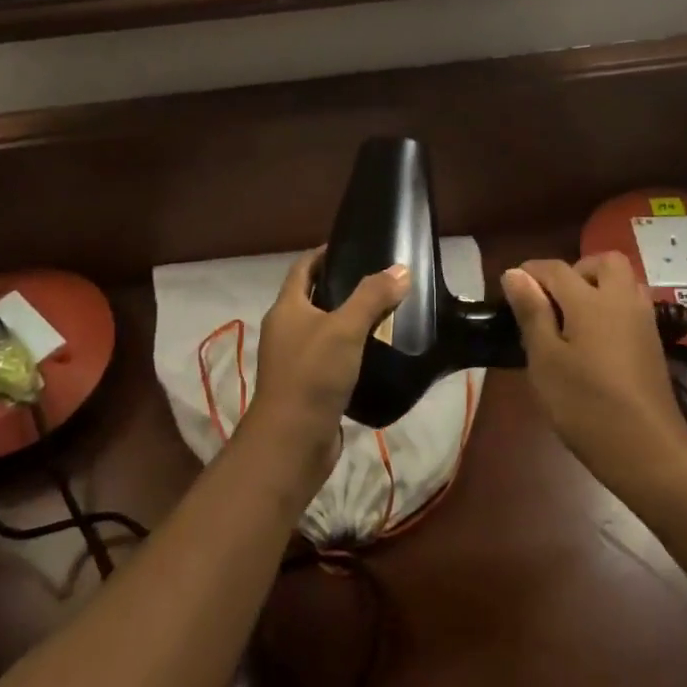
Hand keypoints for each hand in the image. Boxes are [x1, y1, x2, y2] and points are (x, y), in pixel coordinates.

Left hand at [247, 248, 409, 490]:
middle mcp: (286, 330)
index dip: (324, 253)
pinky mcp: (309, 386)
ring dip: (349, 320)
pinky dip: (352, 349)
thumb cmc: (313, 375)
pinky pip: (332, 358)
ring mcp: (295, 360)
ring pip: (325, 329)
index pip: (303, 268)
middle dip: (342, 286)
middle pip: (313, 297)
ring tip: (385, 312)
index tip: (354, 245)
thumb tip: (400, 269)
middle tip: (379, 279)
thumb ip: (372, 297)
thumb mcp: (345, 328)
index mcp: (286, 308)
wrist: (293, 441)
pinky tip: (378, 351)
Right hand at [502, 253, 686, 490]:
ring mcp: (643, 322)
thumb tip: (515, 273)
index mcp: (591, 301)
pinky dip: (612, 308)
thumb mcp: (545, 360)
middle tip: (553, 300)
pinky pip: (631, 306)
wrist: (648, 452)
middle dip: (576, 270)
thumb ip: (532, 312)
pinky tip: (594, 341)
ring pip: (623, 283)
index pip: (556, 269)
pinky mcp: (654, 344)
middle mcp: (622, 301)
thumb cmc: (586, 405)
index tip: (511, 287)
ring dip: (598, 287)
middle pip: (603, 262)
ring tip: (572, 319)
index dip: (530, 272)